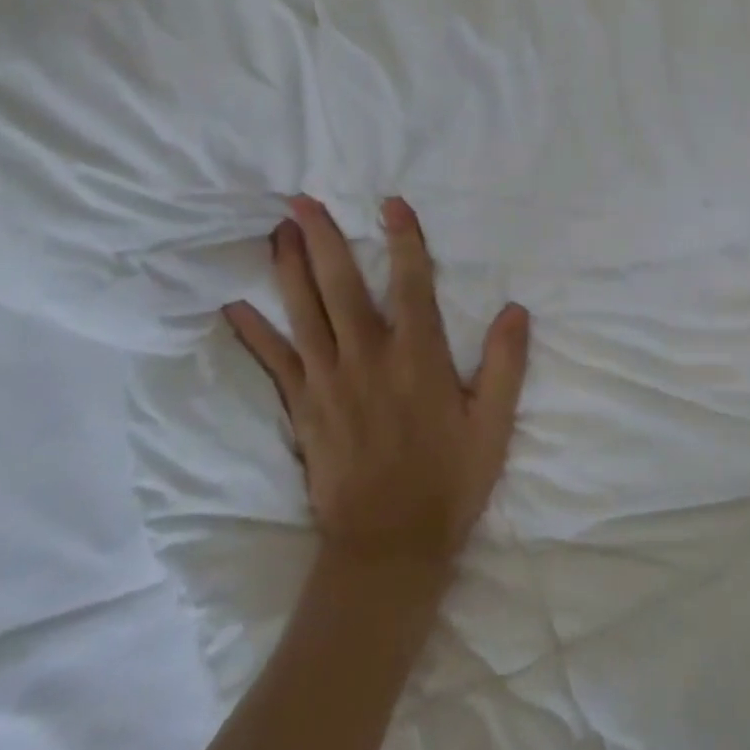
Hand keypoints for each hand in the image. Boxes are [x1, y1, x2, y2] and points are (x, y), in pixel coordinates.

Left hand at [223, 195, 530, 568]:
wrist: (388, 548)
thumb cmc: (449, 482)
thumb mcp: (493, 426)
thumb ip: (505, 364)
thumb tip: (516, 309)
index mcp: (418, 358)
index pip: (411, 283)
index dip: (402, 239)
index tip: (390, 203)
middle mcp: (368, 359)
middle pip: (341, 287)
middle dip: (323, 239)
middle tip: (301, 200)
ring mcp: (328, 383)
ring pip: (303, 314)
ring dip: (288, 269)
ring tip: (277, 232)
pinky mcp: (303, 410)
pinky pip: (274, 363)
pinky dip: (253, 333)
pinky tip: (234, 306)